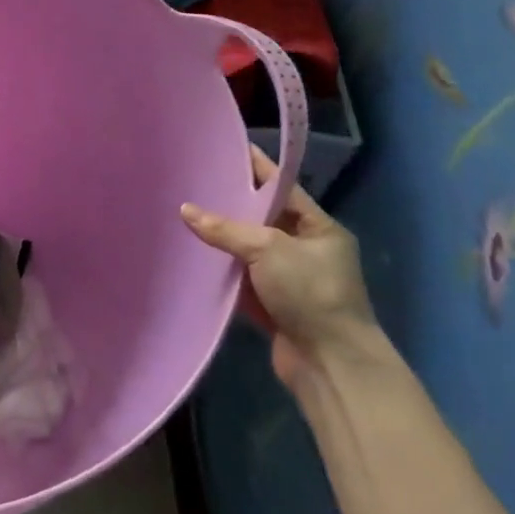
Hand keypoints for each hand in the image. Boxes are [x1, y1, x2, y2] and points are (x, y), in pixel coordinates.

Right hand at [182, 146, 375, 395]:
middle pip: (262, 219)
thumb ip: (226, 228)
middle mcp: (305, 249)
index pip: (282, 188)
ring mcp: (288, 279)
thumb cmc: (310, 293)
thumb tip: (185, 210)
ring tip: (184, 215)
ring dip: (222, 240)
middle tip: (194, 183)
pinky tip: (193, 258)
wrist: (330, 364)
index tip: (227, 149)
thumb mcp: (268, 250)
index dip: (256, 169)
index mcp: (319, 228)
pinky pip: (241, 280)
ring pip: (248, 250)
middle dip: (231, 205)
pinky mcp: (272, 305)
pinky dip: (221, 272)